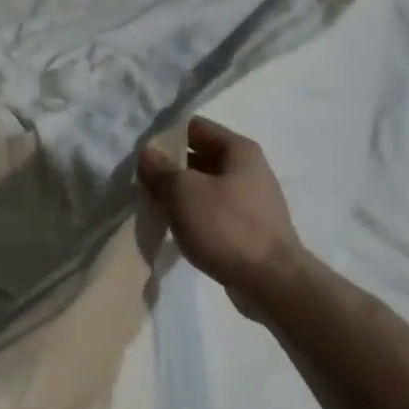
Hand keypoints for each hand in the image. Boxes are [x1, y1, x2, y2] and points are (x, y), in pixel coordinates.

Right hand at [138, 117, 303, 312]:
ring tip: (151, 205)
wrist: (270, 281)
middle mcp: (248, 169)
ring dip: (179, 194)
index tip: (138, 150)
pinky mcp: (248, 228)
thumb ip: (161, 170)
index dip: (165, 134)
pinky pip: (213, 212)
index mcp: (238, 150)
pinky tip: (174, 228)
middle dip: (169, 167)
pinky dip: (193, 216)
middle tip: (138, 179)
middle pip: (199, 157)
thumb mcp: (184, 193)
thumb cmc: (227, 227)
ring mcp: (250, 200)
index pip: (195, 127)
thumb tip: (147, 153)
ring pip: (204, 187)